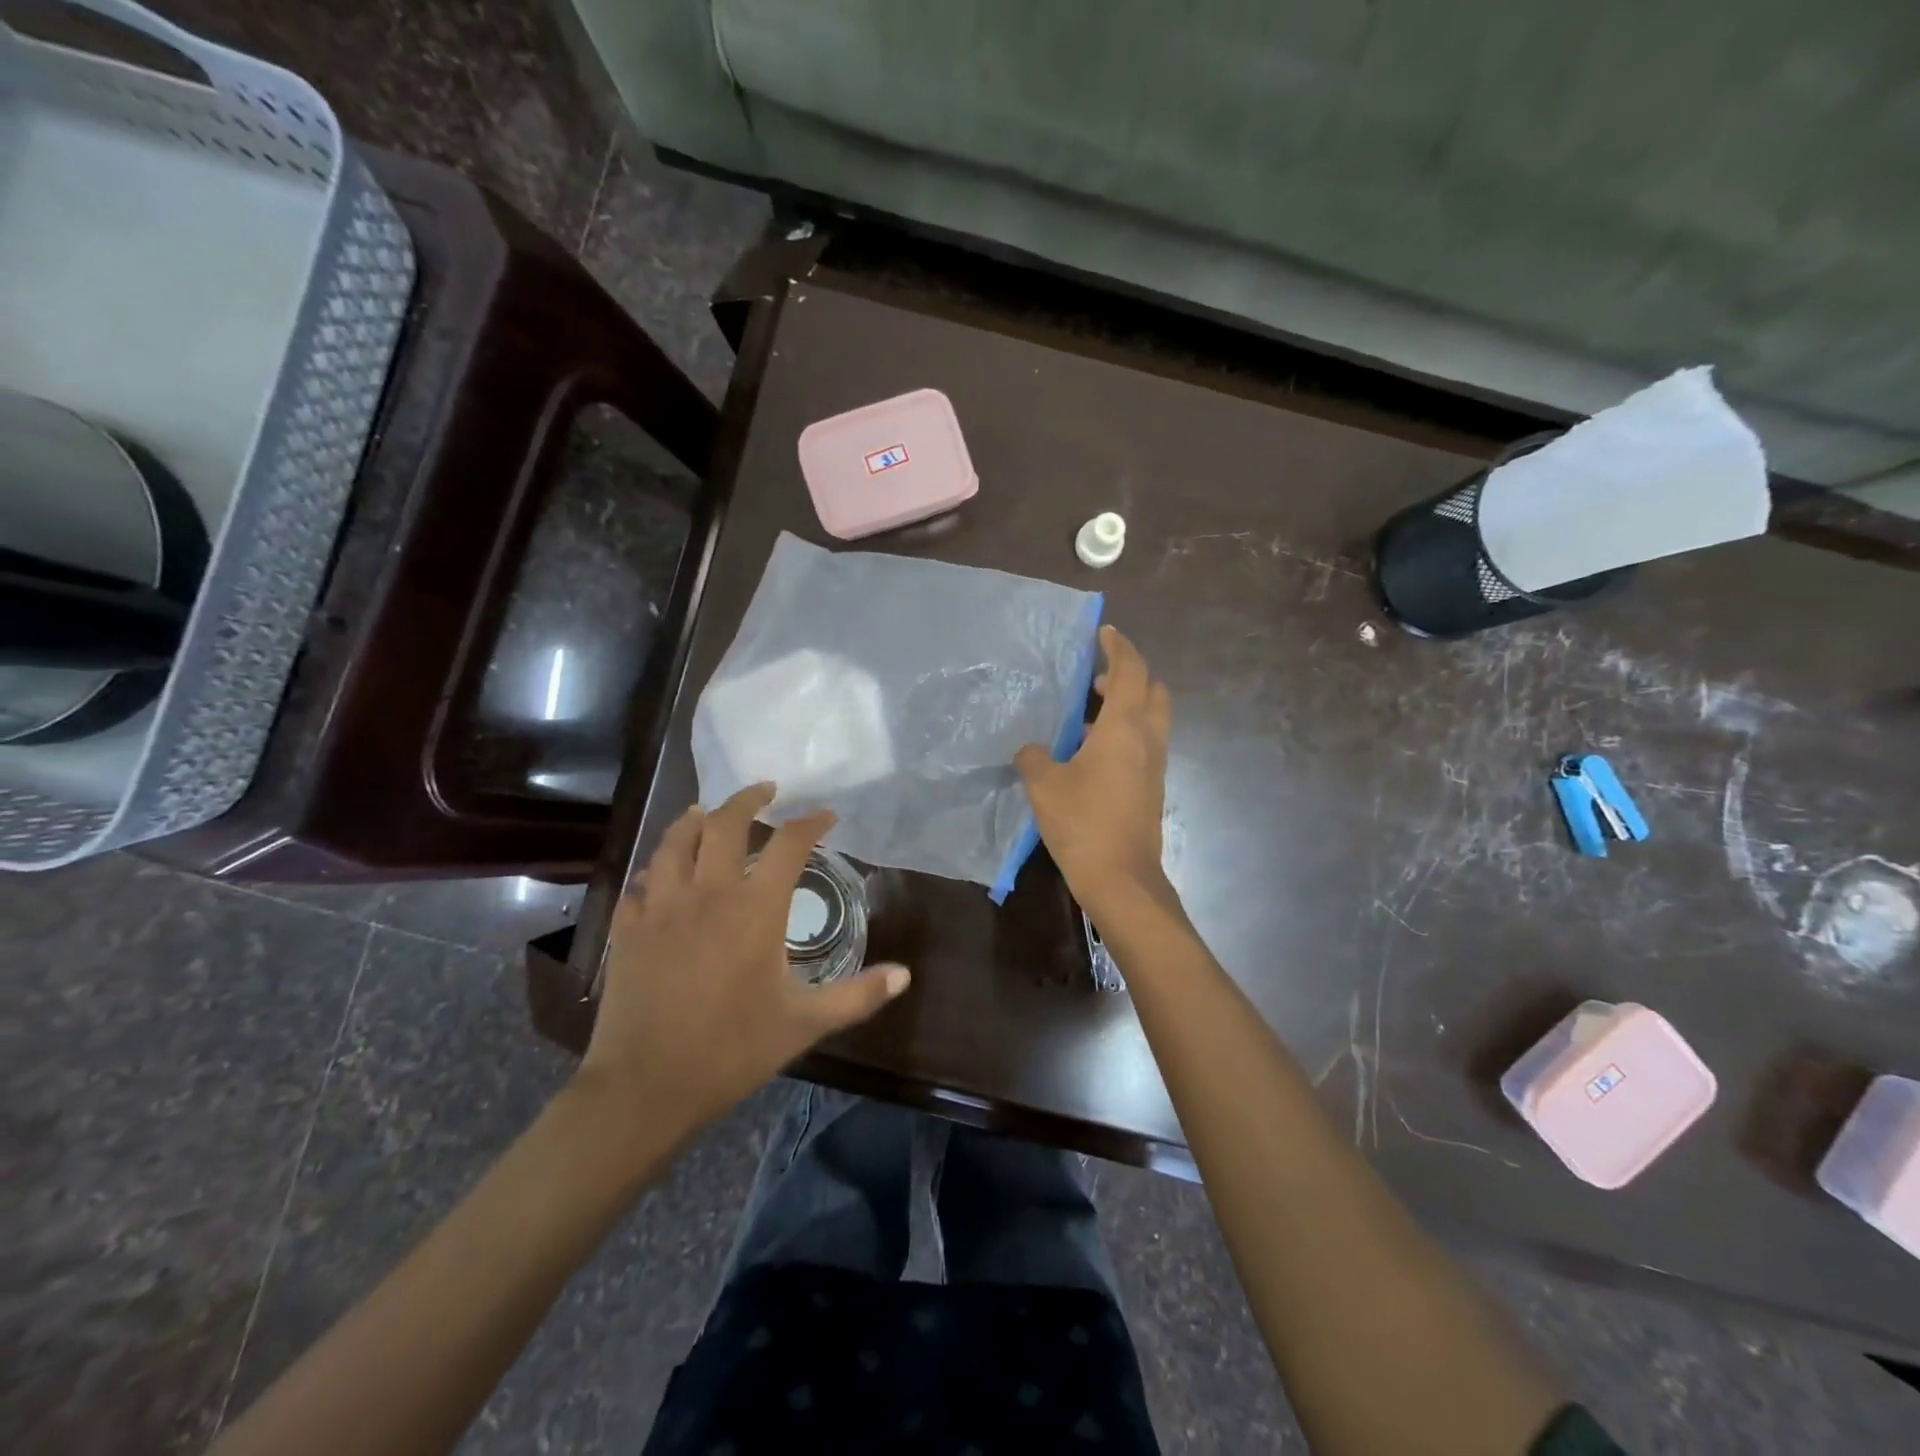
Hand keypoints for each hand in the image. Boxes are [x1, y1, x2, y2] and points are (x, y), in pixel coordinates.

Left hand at [578, 784, 909, 1136]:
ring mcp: (662, 906)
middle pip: (726, 823)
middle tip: (765, 791)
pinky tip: (662, 874)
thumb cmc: (733, 1050)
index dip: (811, 822)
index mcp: (755, 909)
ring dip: (695, 820)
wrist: (648, 1086)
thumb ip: (857, 996)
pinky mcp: (628, 928)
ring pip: (676, 841)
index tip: (826, 815)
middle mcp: (709, 893)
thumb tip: (905, 975)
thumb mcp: (805, 1024)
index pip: (789, 844)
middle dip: (748, 798)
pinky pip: (641, 881)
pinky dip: (657, 869)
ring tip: (708, 813)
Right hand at [1015, 625, 1173, 916]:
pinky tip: (1092, 754)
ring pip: (1151, 719)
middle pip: (1154, 690)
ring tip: (1088, 716)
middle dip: (1131, 675)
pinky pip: (1144, 744)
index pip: (1131, 670)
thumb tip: (1031, 749)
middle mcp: (1148, 739)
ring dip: (1128, 706)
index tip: (1104, 632)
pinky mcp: (1152, 788)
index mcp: (1125, 727)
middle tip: (1097, 679)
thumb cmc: (1082, 822)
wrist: (1121, 879)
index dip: (1119, 646)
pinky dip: (1125, 734)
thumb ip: (1033, 757)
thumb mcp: (1044, 785)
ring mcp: (1155, 765)